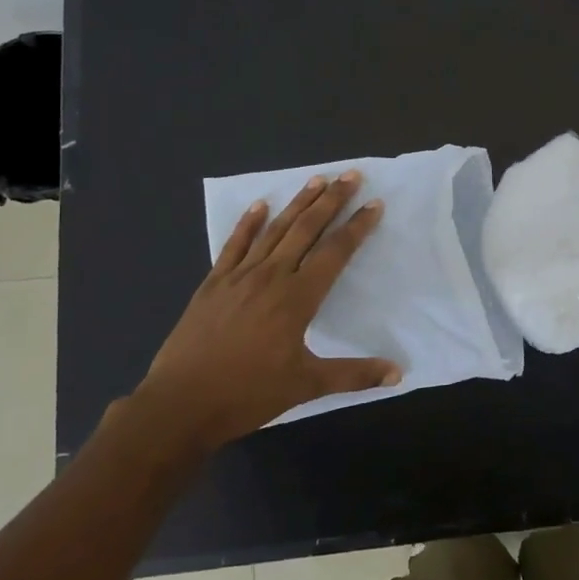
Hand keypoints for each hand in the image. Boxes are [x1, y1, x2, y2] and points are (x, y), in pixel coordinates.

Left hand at [133, 172, 399, 453]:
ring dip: (297, 203)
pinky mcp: (213, 284)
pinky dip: (248, 224)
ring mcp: (239, 277)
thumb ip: (354, 375)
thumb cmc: (248, 394)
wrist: (180, 404)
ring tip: (316, 179)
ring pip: (275, 230)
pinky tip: (259, 206)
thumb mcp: (306, 386)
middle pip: (307, 229)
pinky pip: (234, 245)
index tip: (375, 204)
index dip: (357, 227)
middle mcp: (271, 277)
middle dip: (331, 200)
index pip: (335, 252)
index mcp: (297, 298)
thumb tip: (398, 373)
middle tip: (350, 175)